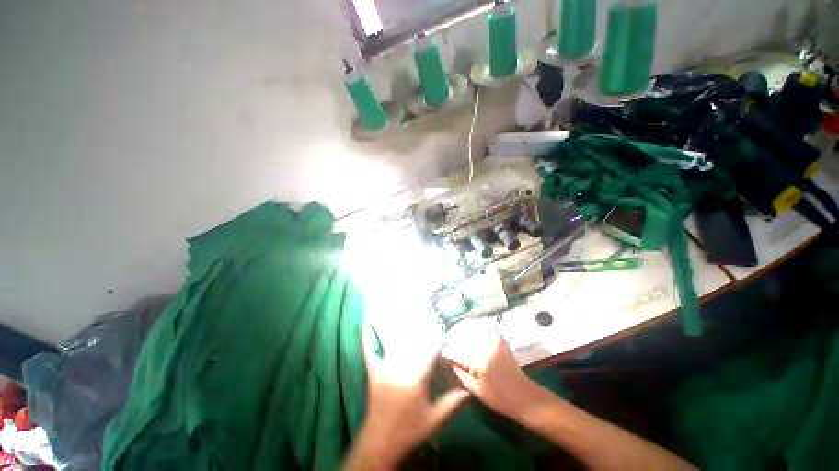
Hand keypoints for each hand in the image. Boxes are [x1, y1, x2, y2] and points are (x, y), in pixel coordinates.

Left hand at [345, 325, 469, 469]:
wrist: (381, 443)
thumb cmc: (410, 431)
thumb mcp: (435, 420)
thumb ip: (453, 403)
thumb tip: (469, 389)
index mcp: (416, 377)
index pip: (431, 351)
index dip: (440, 340)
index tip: (447, 334)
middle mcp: (400, 367)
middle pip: (412, 341)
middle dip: (422, 328)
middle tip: (429, 317)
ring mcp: (384, 368)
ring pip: (392, 342)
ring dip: (397, 326)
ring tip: (404, 310)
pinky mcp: (373, 373)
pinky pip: (369, 352)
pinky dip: (368, 338)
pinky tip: (367, 324)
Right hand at [442, 320, 541, 419]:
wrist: (523, 394)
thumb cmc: (497, 397)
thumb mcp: (474, 389)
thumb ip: (459, 371)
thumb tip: (448, 358)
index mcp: (478, 362)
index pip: (455, 351)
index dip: (447, 351)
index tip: (441, 352)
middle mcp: (485, 347)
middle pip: (462, 336)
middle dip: (452, 337)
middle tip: (446, 341)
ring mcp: (493, 340)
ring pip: (471, 327)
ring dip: (461, 329)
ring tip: (455, 334)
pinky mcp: (498, 338)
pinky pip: (483, 325)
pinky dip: (473, 325)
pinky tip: (468, 329)